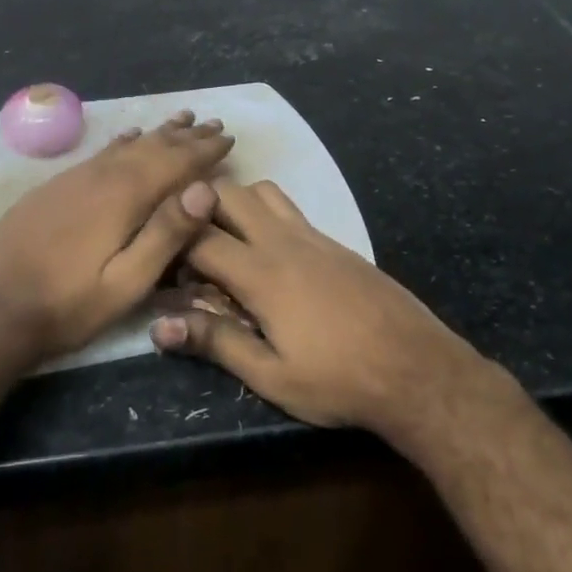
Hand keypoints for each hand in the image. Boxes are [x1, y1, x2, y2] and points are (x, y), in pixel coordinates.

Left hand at [0, 111, 232, 361]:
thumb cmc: (66, 305)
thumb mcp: (126, 283)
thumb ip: (166, 234)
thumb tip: (206, 189)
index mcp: (123, 196)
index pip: (175, 162)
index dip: (204, 150)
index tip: (228, 136)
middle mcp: (101, 176)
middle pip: (152, 147)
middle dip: (185, 136)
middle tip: (211, 123)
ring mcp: (73, 179)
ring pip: (126, 145)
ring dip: (157, 133)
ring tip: (179, 120)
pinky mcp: (54, 187)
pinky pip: (100, 153)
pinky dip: (122, 142)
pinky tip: (127, 138)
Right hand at [150, 179, 481, 433]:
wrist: (416, 367)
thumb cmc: (339, 380)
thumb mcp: (272, 376)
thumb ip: (216, 342)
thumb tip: (160, 325)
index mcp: (262, 273)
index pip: (199, 237)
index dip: (169, 243)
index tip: (155, 261)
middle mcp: (283, 241)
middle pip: (228, 193)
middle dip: (196, 206)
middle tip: (183, 242)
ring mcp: (313, 235)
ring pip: (262, 190)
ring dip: (234, 202)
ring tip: (223, 239)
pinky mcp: (334, 241)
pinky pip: (289, 207)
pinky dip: (265, 212)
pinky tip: (268, 251)